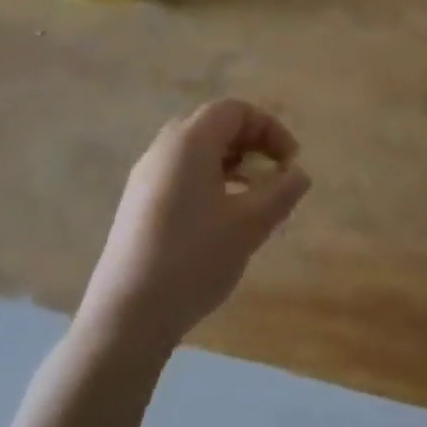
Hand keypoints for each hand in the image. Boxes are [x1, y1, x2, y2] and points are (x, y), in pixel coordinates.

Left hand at [78, 100, 310, 353]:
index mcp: (188, 143)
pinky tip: (223, 218)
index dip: (270, 128)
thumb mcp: (250, 224)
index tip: (291, 163)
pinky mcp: (138, 205)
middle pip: (214, 126)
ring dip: (232, 163)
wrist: (127, 316)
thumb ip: (282, 192)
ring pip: (196, 152)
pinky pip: (181, 174)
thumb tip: (299, 174)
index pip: (234, 111)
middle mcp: (162, 150)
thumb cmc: (194, 259)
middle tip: (274, 174)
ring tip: (254, 196)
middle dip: (251, 143)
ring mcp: (145, 178)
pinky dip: (210, 180)